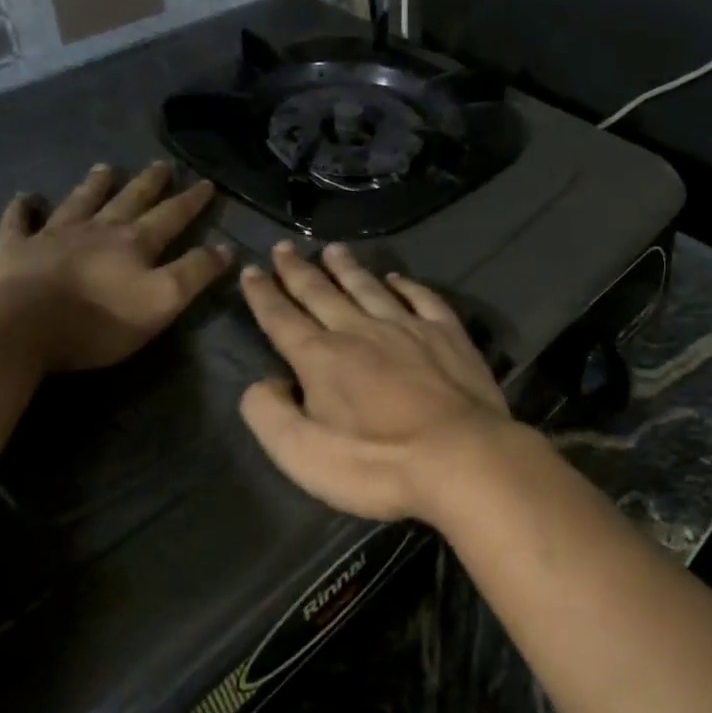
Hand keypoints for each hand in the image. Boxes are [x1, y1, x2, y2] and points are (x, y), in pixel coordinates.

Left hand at [0, 162, 232, 371]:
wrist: (23, 326)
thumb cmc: (101, 319)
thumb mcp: (164, 300)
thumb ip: (195, 273)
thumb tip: (225, 248)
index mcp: (135, 243)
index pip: (172, 216)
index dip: (191, 201)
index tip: (206, 183)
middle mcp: (97, 230)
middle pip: (128, 200)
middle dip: (149, 183)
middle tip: (161, 164)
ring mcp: (53, 237)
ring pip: (79, 203)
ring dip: (94, 185)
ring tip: (104, 167)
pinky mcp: (15, 251)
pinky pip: (19, 223)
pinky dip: (22, 209)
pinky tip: (24, 198)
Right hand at [237, 242, 518, 519]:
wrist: (461, 458)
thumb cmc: (377, 464)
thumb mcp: (302, 454)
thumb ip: (269, 414)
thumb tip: (264, 383)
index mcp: (321, 358)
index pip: (281, 318)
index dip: (262, 294)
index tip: (251, 270)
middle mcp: (361, 330)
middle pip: (321, 293)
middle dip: (298, 271)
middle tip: (284, 248)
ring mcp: (408, 328)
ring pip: (369, 288)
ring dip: (348, 268)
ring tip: (334, 249)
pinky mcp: (448, 335)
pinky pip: (422, 298)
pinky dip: (406, 285)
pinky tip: (397, 279)